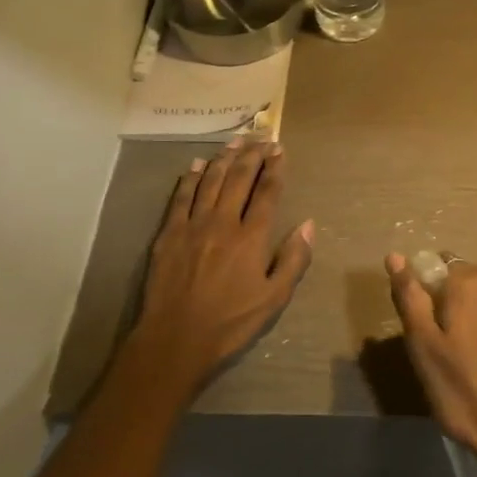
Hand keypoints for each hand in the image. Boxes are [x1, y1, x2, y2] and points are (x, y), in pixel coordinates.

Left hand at [133, 138, 314, 390]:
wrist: (176, 338)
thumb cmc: (231, 322)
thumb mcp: (274, 299)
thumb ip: (293, 260)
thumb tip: (308, 224)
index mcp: (251, 238)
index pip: (267, 193)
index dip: (275, 168)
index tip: (280, 150)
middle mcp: (223, 222)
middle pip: (238, 179)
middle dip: (252, 155)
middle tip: (260, 138)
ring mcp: (192, 225)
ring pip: (209, 181)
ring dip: (223, 159)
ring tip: (234, 142)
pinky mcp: (168, 233)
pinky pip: (181, 197)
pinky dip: (190, 178)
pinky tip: (196, 165)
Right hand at [385, 254, 476, 476]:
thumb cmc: (465, 391)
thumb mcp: (424, 347)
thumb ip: (410, 297)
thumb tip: (395, 256)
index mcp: (470, 283)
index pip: (436, 264)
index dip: (423, 292)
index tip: (421, 327)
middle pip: (463, 278)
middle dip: (447, 301)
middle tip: (439, 345)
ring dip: (471, 314)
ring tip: (465, 355)